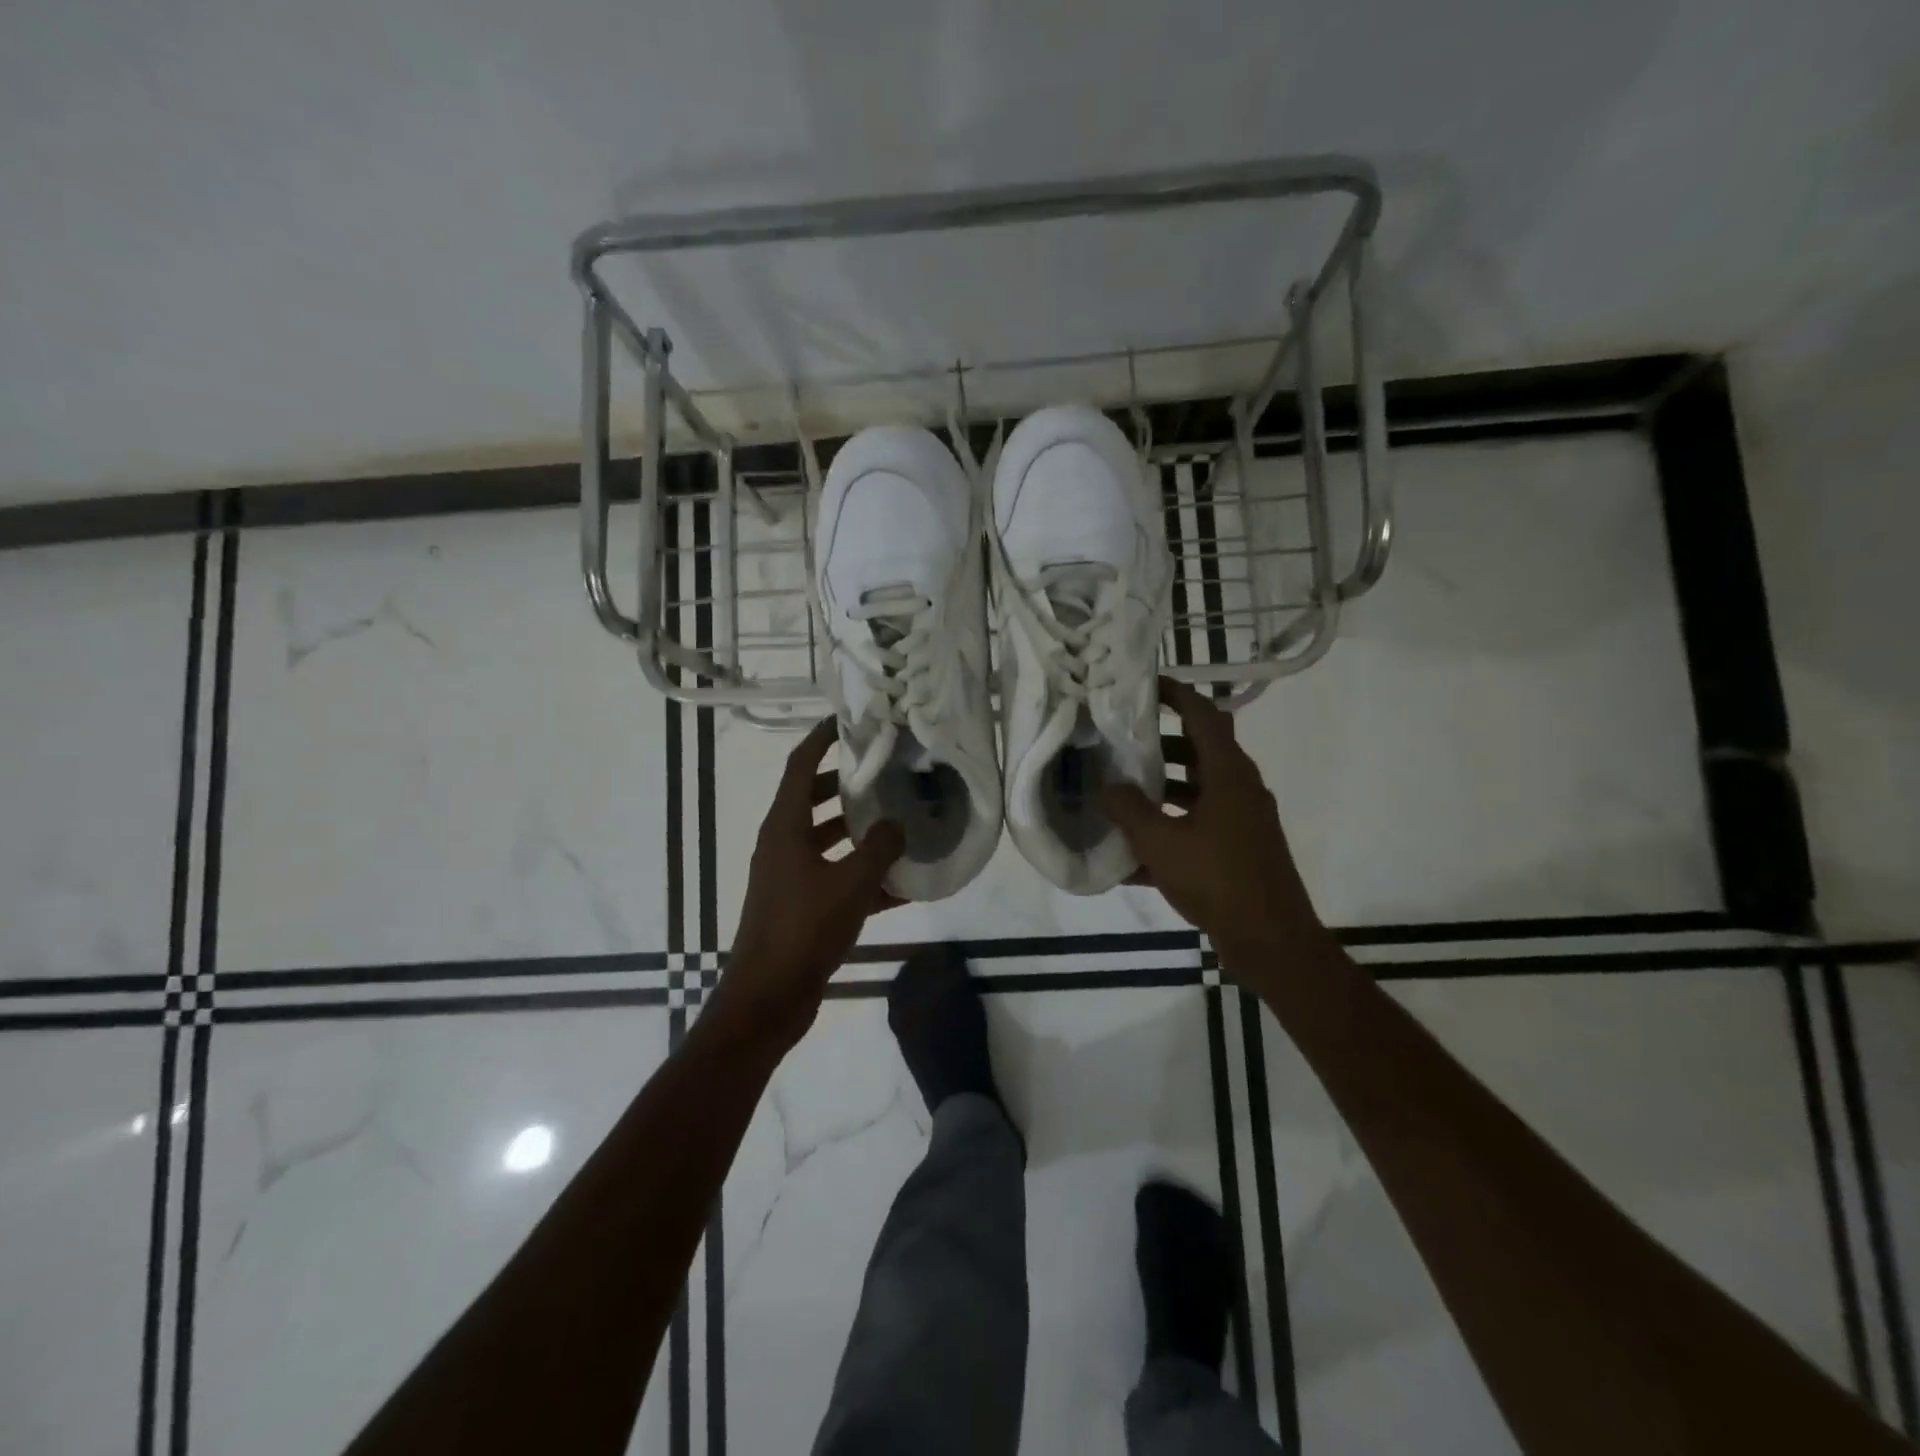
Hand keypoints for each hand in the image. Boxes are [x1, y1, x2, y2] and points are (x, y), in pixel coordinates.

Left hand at [719, 718, 903, 1049]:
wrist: (768, 999)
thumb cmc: (803, 930)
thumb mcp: (851, 884)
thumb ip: (879, 848)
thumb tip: (898, 824)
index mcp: (784, 828)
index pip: (800, 766)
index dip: (821, 739)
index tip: (848, 721)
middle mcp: (782, 845)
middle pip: (812, 800)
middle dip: (845, 784)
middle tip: (884, 772)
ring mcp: (788, 877)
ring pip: (826, 840)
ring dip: (857, 830)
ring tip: (899, 821)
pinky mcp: (799, 906)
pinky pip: (834, 877)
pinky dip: (861, 875)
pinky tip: (901, 884)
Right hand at [1103, 679, 1326, 962]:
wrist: (1272, 942)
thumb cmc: (1218, 880)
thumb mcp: (1162, 843)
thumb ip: (1129, 810)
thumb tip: (1108, 787)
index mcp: (1228, 774)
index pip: (1203, 715)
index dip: (1175, 694)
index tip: (1144, 686)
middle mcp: (1240, 788)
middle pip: (1199, 750)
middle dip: (1160, 744)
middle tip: (1121, 741)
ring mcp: (1242, 821)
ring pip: (1197, 790)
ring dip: (1162, 788)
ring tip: (1120, 792)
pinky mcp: (1239, 850)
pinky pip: (1198, 826)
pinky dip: (1170, 829)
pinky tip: (1131, 855)